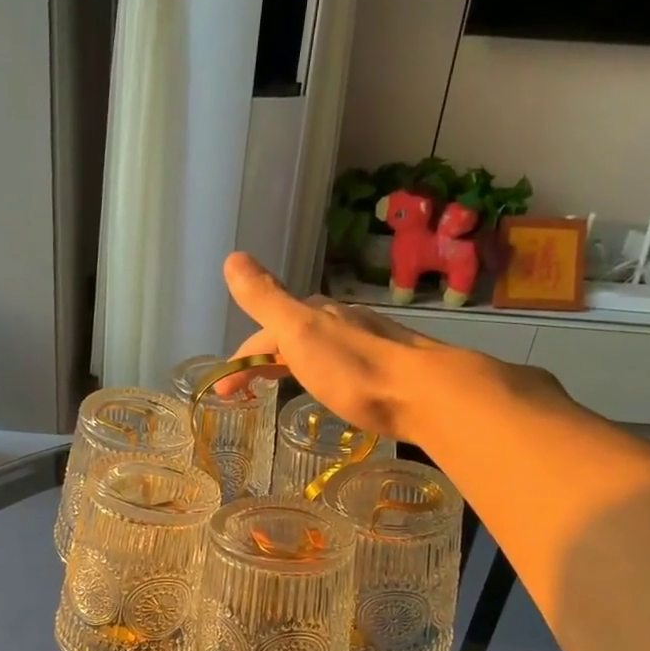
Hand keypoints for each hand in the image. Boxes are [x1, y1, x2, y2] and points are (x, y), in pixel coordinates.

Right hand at [219, 252, 449, 441]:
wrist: (426, 393)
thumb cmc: (354, 369)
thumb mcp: (299, 332)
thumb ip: (266, 299)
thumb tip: (232, 257)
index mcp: (314, 314)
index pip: (263, 334)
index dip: (240, 359)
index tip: (224, 390)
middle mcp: (339, 321)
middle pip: (289, 337)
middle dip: (263, 360)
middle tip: (245, 392)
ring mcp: (365, 342)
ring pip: (316, 349)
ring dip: (291, 364)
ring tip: (280, 388)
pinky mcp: (386, 368)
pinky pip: (339, 365)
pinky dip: (319, 374)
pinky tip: (328, 388)